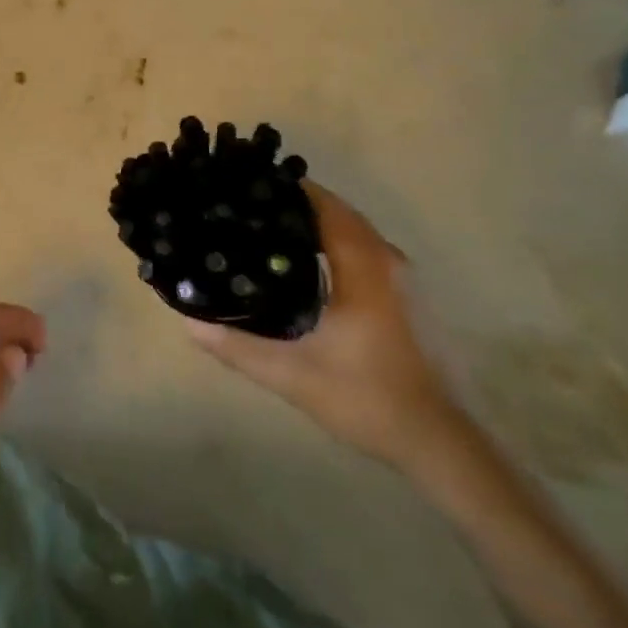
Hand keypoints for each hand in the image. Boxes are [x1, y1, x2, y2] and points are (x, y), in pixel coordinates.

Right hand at [185, 181, 462, 469]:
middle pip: (338, 213)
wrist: (438, 442)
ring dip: (316, 223)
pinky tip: (304, 265)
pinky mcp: (406, 297)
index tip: (247, 185)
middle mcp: (387, 260)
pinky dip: (334, 243)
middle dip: (296, 204)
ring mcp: (402, 278)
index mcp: (364, 267)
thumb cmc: (366, 398)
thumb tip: (190, 324)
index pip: (324, 206)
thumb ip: (239, 347)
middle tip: (247, 207)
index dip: (287, 189)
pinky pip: (364, 251)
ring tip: (266, 228)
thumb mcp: (292, 375)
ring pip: (354, 232)